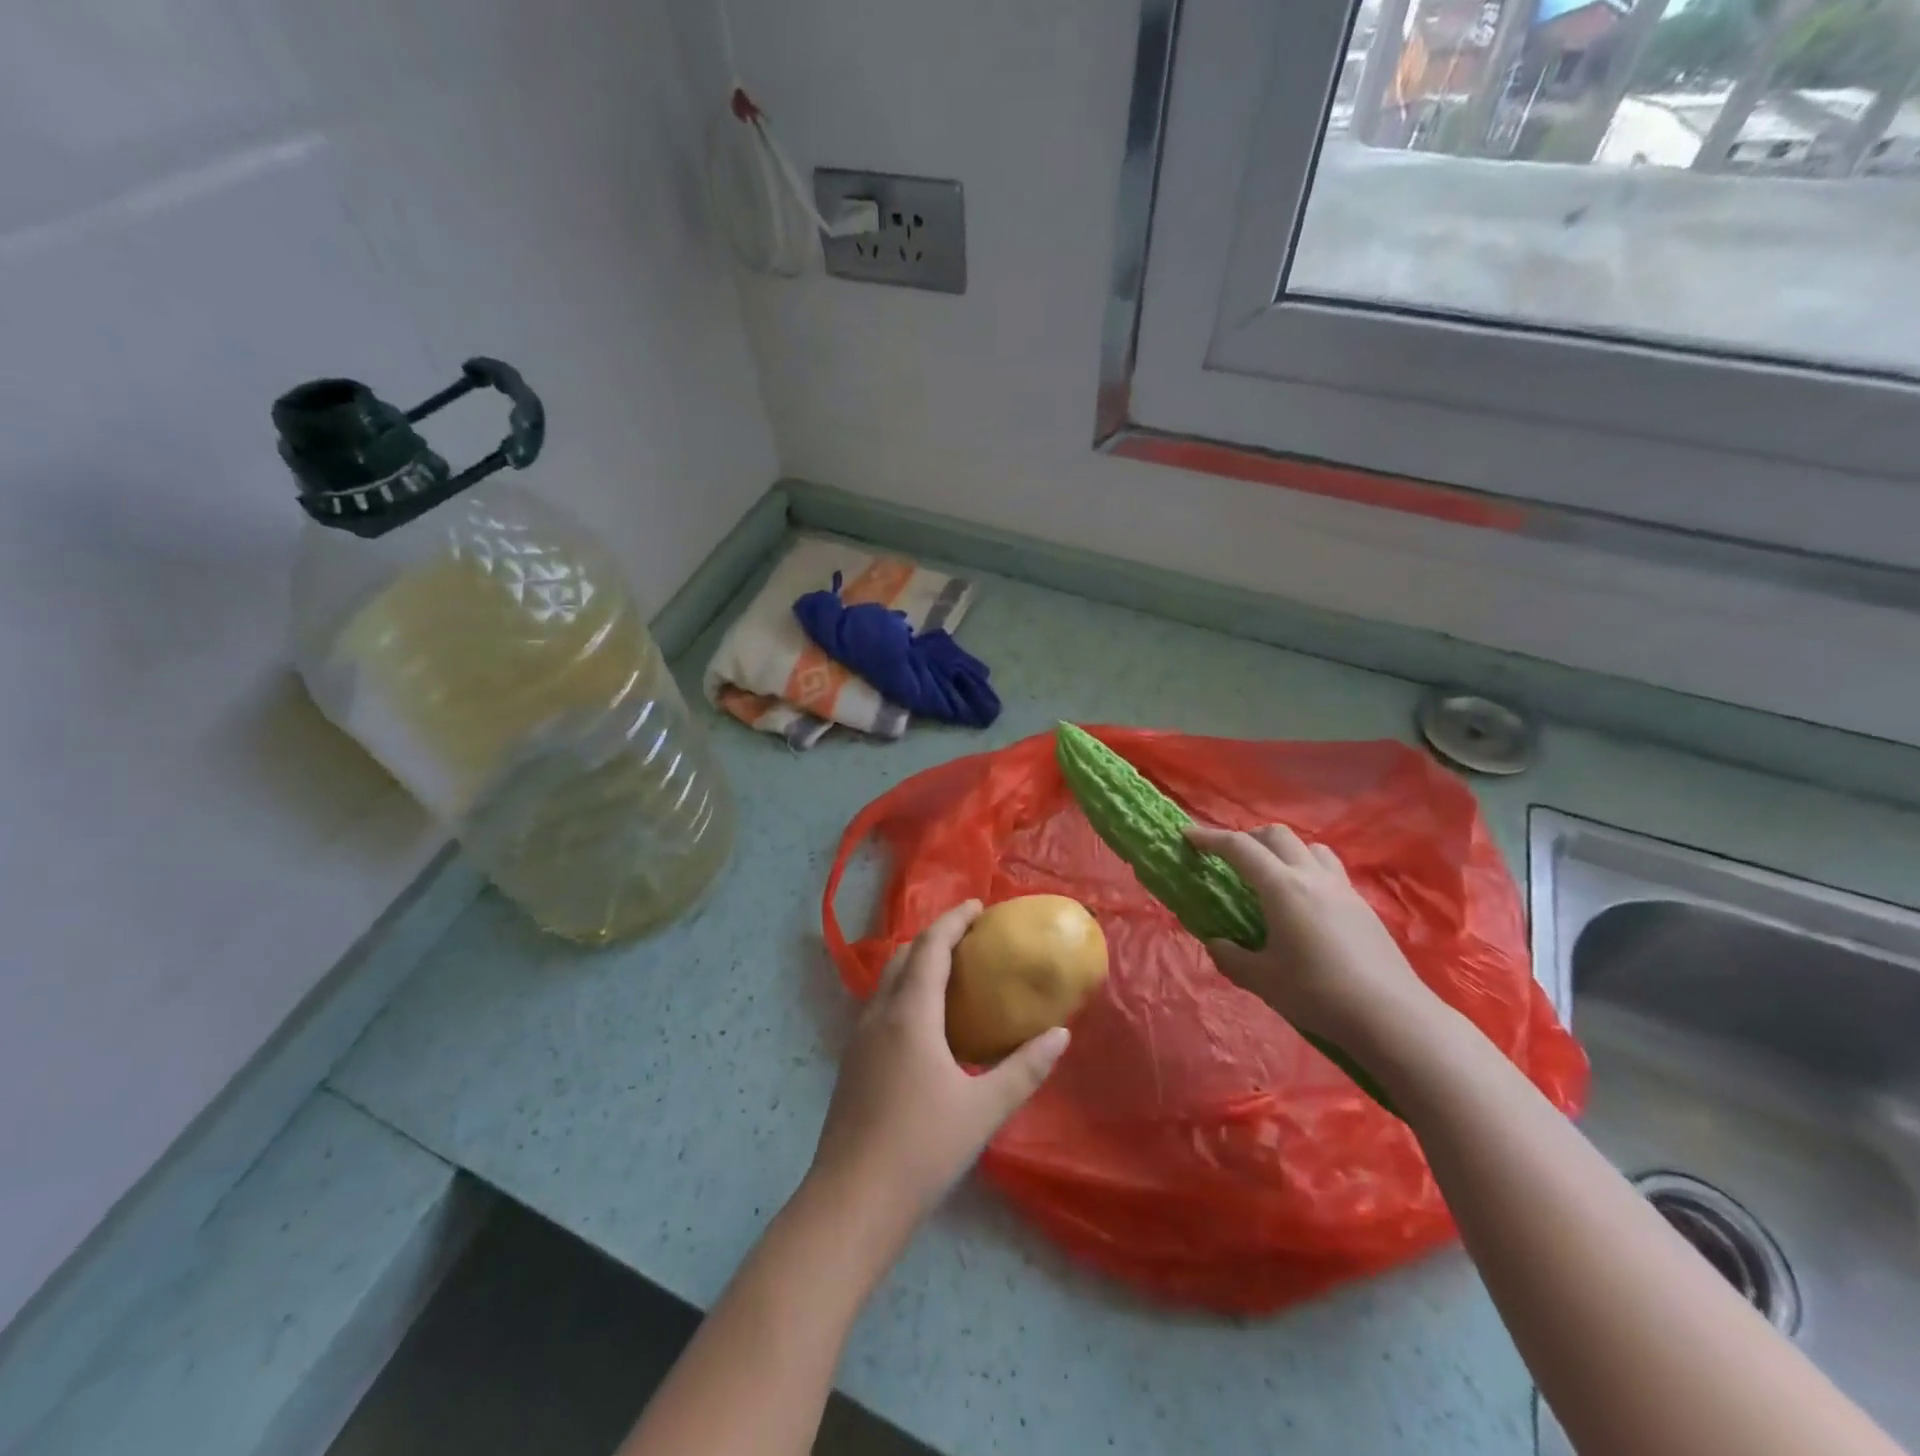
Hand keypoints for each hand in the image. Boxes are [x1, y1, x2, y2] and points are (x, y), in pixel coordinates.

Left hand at [809, 901, 1070, 1232]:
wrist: (852, 1201)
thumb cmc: (922, 1149)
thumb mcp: (983, 1110)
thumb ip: (1025, 1069)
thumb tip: (1061, 1035)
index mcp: (910, 1014)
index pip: (930, 948)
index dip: (953, 920)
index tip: (978, 906)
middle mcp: (879, 1014)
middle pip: (904, 956)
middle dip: (935, 937)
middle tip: (970, 937)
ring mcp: (859, 1038)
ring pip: (887, 981)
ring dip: (916, 963)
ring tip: (950, 972)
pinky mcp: (853, 1061)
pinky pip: (881, 1005)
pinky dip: (905, 991)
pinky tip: (926, 1022)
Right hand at [1185, 824, 1442, 1059]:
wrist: (1394, 1018)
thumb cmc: (1319, 994)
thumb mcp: (1263, 980)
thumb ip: (1232, 958)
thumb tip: (1216, 943)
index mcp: (1282, 888)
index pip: (1240, 848)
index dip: (1210, 838)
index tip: (1188, 835)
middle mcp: (1312, 877)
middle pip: (1277, 836)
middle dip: (1247, 838)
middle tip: (1229, 858)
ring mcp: (1342, 889)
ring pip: (1309, 847)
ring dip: (1283, 850)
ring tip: (1270, 875)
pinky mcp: (1363, 907)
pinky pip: (1329, 870)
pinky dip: (1306, 870)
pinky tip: (1303, 904)